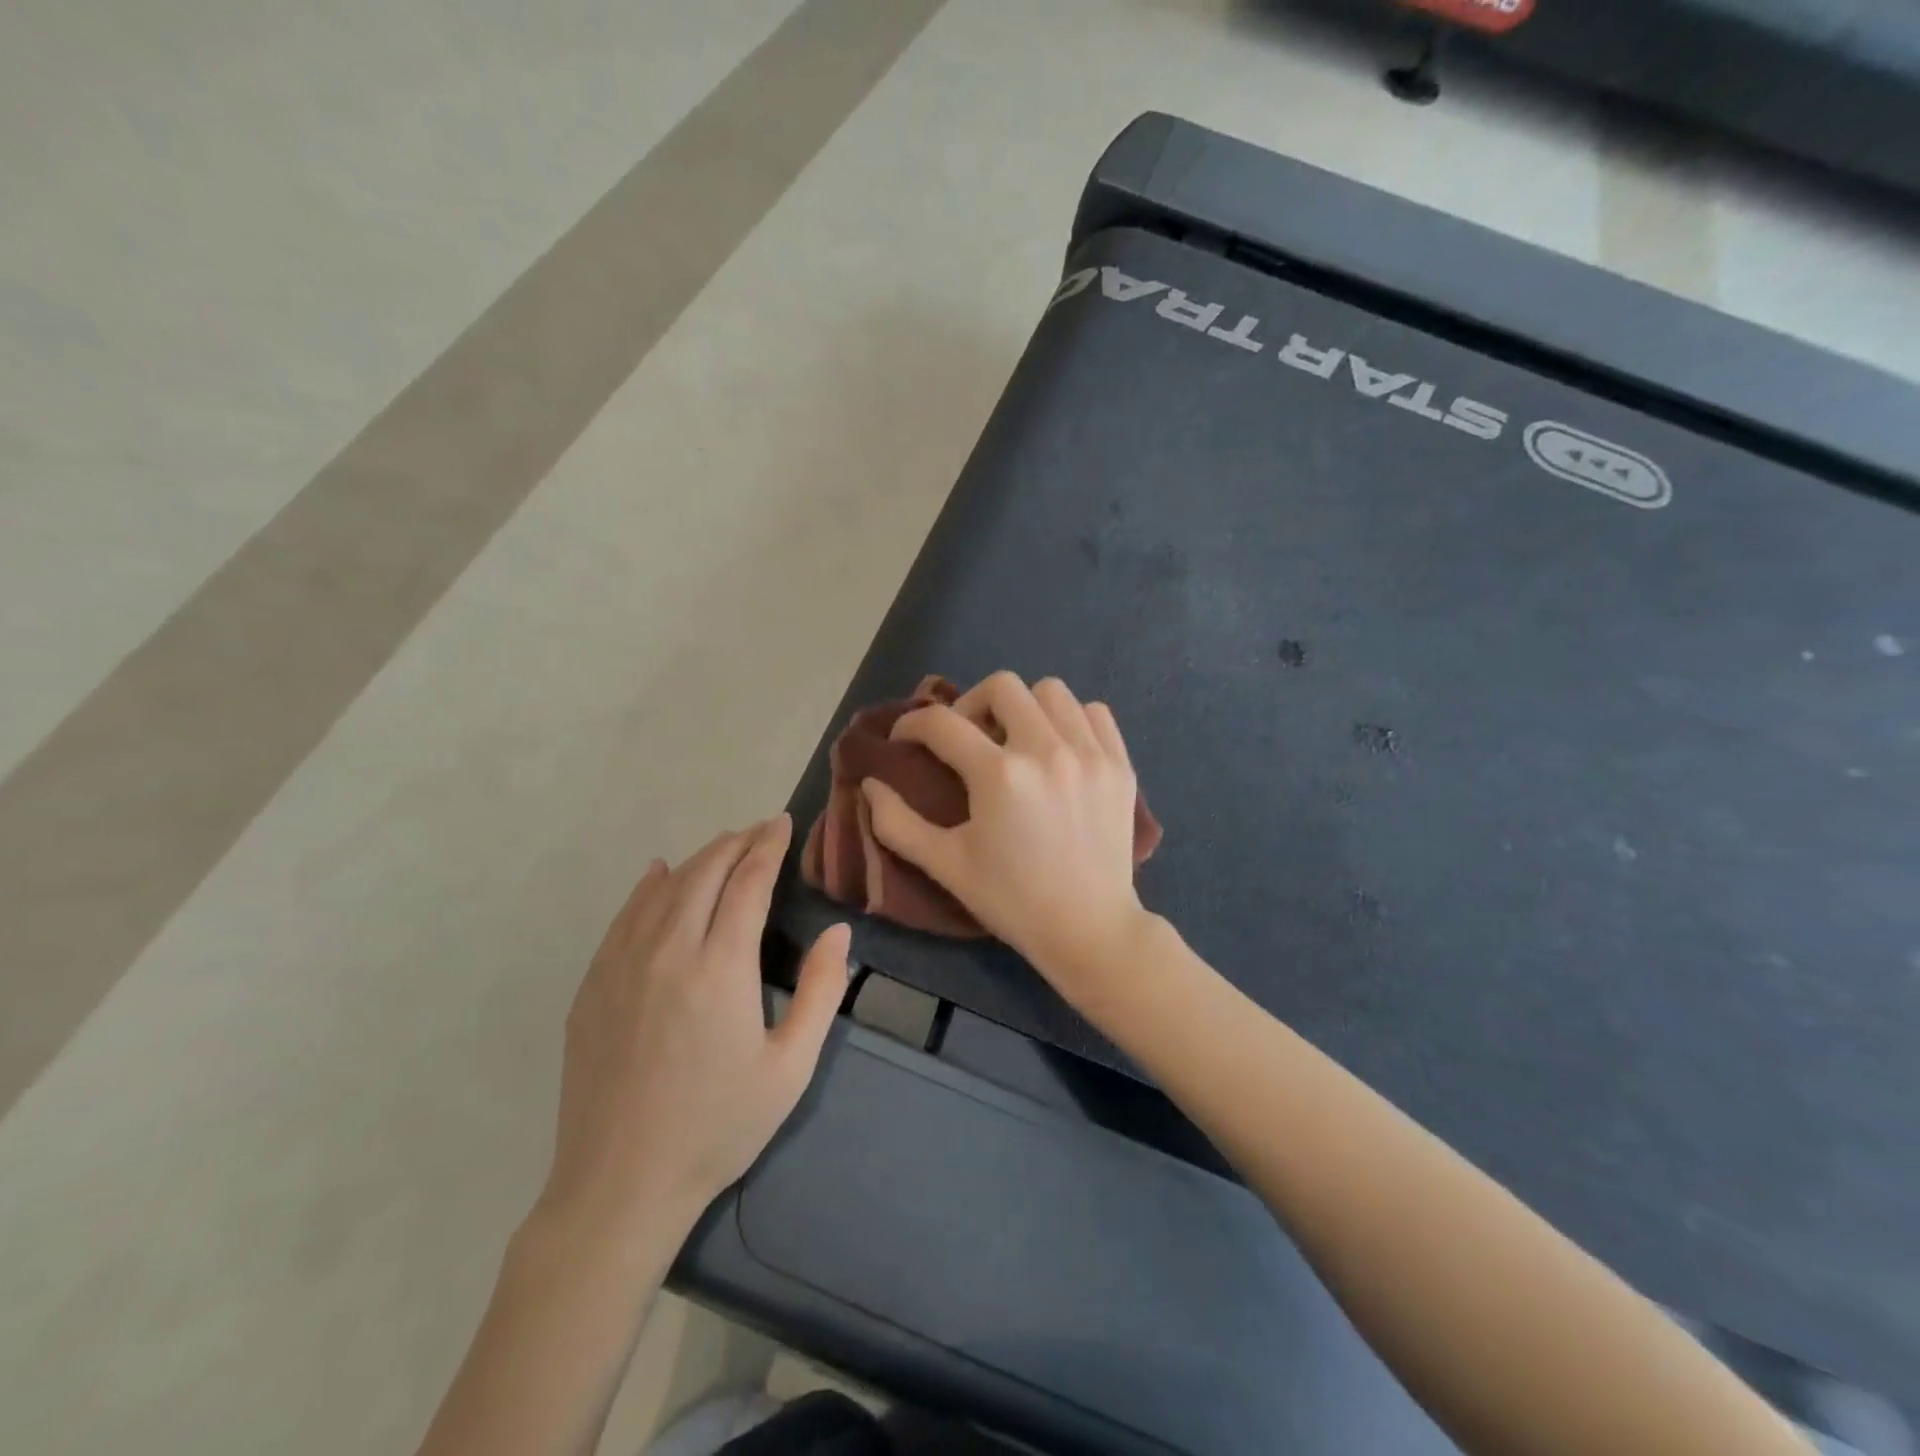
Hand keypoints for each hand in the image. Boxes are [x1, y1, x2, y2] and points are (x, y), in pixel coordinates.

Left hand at [537, 816, 849, 1248]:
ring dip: (698, 859)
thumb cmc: (719, 1126)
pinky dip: (646, 887)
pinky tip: (657, 874)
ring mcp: (622, 966)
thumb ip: (821, 990)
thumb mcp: (791, 1066)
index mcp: (721, 966)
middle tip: (760, 830)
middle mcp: (669, 951)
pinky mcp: (593, 986)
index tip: (783, 822)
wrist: (621, 1186)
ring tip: (723, 846)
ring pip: (663, 889)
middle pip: (705, 873)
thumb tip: (839, 930)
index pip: (748, 882)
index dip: (768, 847)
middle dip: (736, 842)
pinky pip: (623, 917)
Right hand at [861, 672, 1150, 1007]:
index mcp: (999, 776)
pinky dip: (1071, 719)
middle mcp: (1047, 751)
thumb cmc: (1012, 900)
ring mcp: (1090, 754)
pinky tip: (1059, 748)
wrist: (1088, 929)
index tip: (907, 738)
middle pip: (1002, 686)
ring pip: (1052, 691)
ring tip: (1016, 739)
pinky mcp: (1120, 765)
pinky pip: (1094, 713)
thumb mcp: (946, 865)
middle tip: (967, 737)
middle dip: (972, 704)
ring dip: (1024, 707)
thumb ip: (897, 823)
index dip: (913, 724)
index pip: (942, 723)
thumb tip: (870, 784)